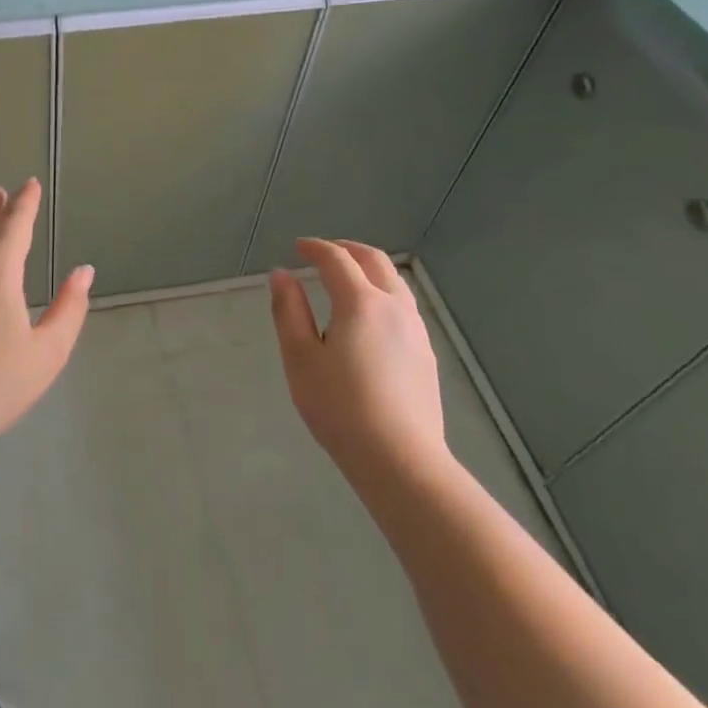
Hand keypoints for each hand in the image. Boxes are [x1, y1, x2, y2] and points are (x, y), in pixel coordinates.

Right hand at [268, 239, 447, 477]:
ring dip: (368, 269)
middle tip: (323, 253)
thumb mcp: (300, 358)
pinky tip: (369, 317)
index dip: (315, 248)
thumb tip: (281, 275)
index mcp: (361, 303)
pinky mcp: (426, 354)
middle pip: (374, 261)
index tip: (297, 247)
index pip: (336, 259)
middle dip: (347, 249)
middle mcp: (394, 307)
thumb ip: (289, 311)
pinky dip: (382, 293)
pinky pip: (403, 306)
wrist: (400, 460)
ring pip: (394, 282)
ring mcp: (416, 331)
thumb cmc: (340, 407)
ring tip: (346, 279)